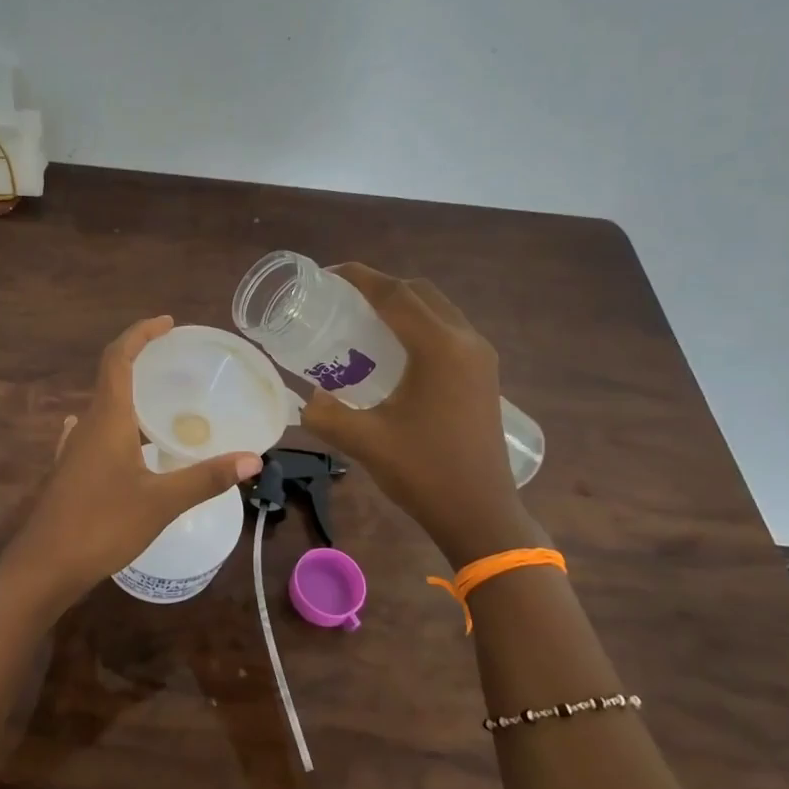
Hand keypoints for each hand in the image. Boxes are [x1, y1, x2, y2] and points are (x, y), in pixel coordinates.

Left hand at [0, 317, 261, 612]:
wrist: (44, 567)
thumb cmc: (102, 525)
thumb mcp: (161, 502)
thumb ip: (206, 477)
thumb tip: (252, 458)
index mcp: (107, 419)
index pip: (119, 358)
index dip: (140, 333)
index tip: (167, 322)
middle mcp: (87, 425)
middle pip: (110, 377)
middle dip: (140, 360)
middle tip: (175, 361)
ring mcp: (73, 450)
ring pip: (103, 407)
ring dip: (128, 394)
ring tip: (159, 401)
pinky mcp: (69, 472)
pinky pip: (94, 434)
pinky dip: (114, 424)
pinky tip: (120, 438)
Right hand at [301, 265, 544, 566]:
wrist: (481, 514)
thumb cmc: (424, 473)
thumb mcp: (364, 442)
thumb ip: (325, 415)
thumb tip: (305, 400)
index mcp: (439, 348)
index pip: (395, 294)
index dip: (359, 277)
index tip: (326, 275)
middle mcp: (466, 342)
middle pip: (419, 293)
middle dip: (380, 287)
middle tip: (341, 299)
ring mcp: (480, 358)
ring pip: (437, 310)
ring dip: (401, 305)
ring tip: (362, 320)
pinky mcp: (483, 375)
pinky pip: (447, 331)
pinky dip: (417, 325)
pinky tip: (392, 352)